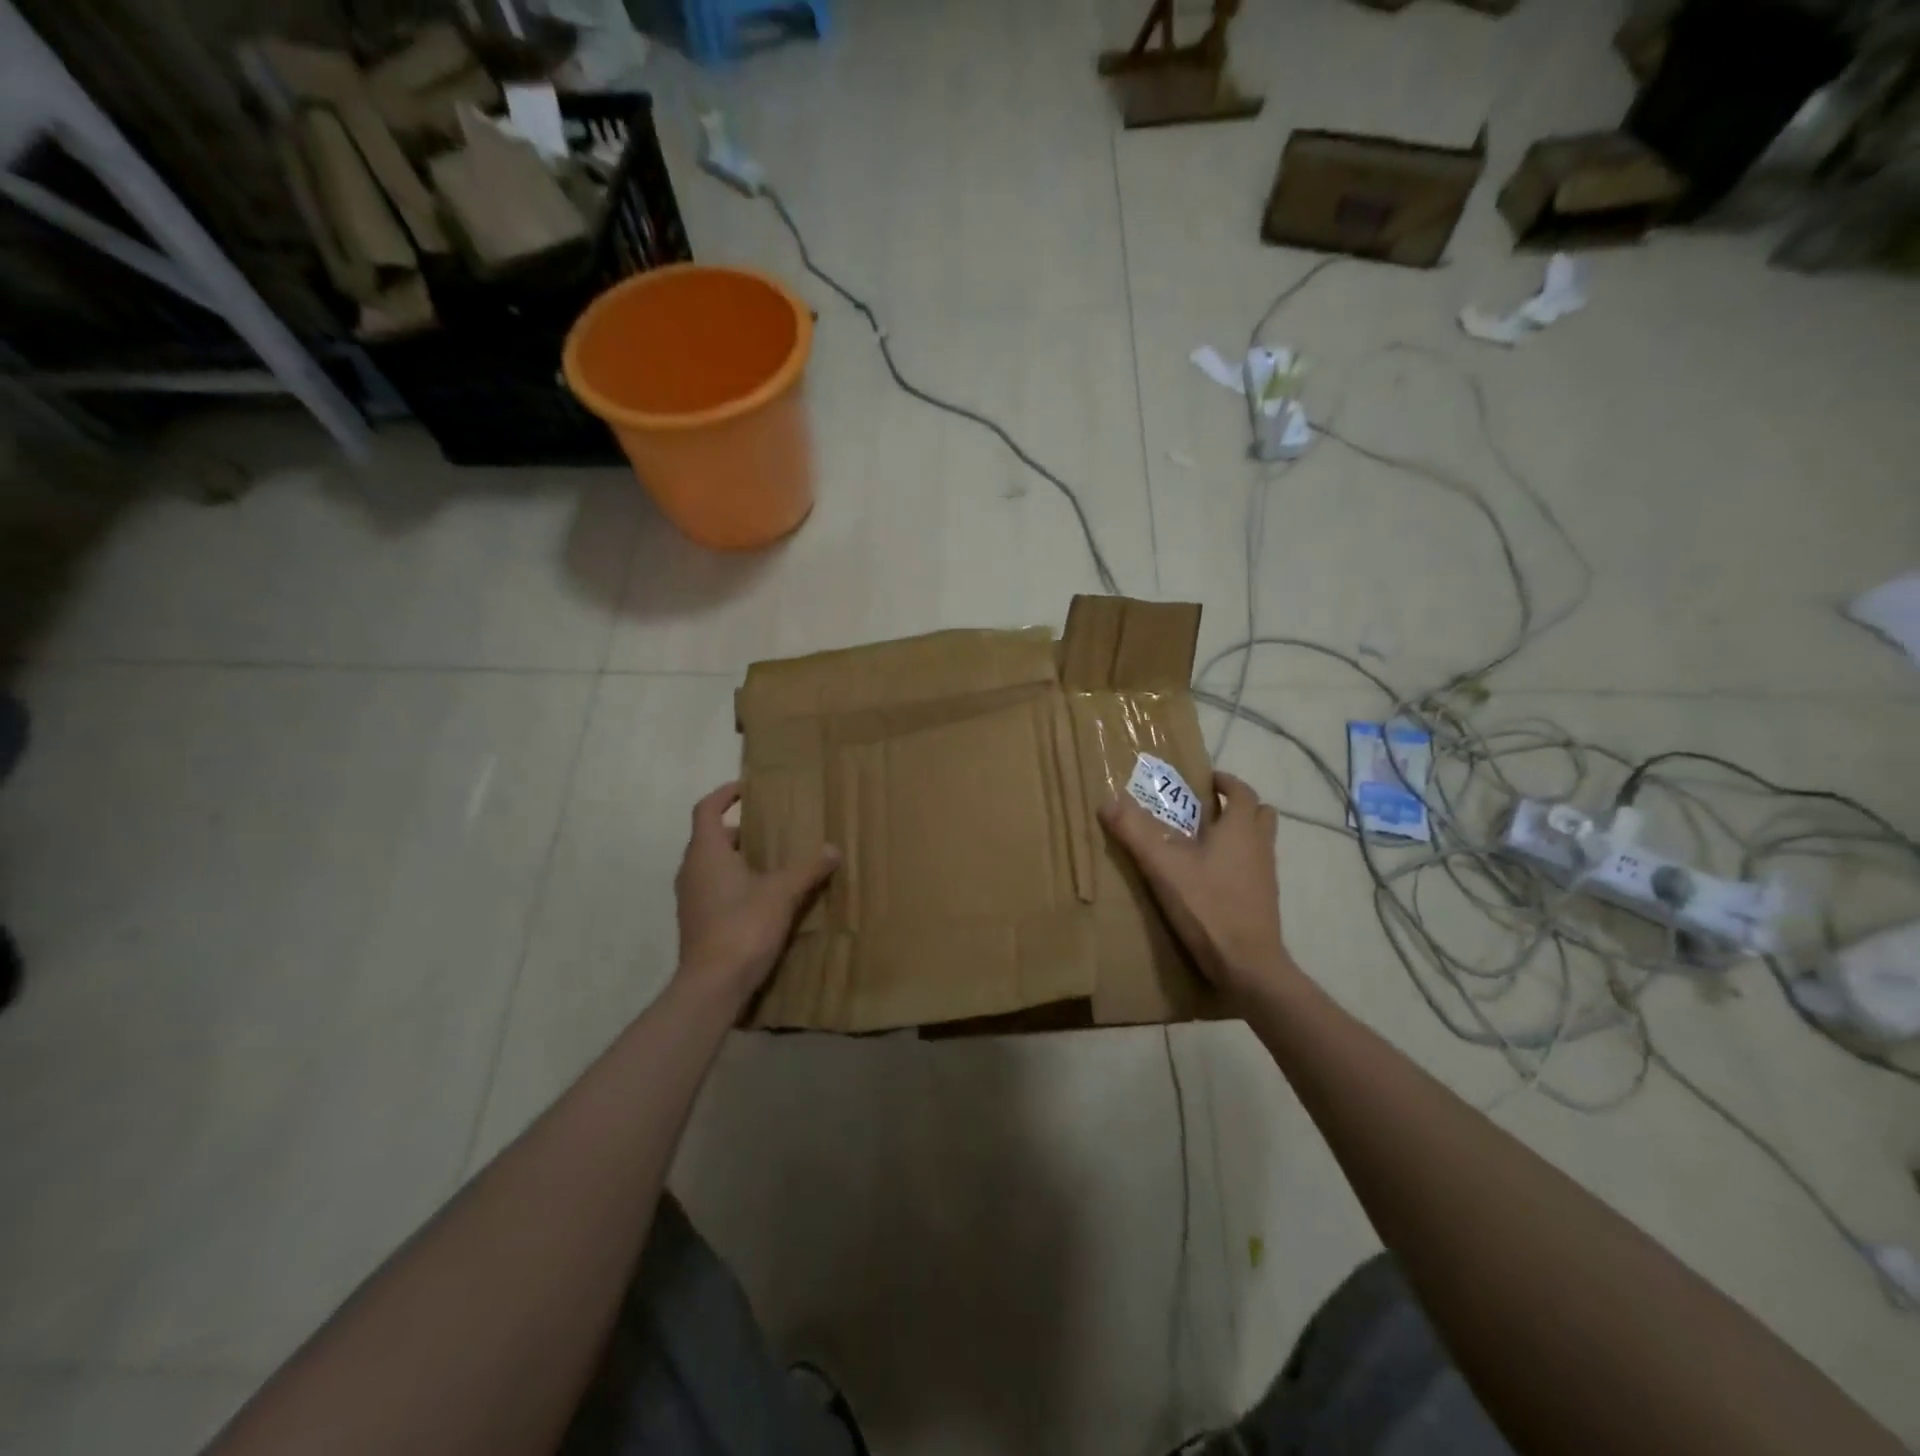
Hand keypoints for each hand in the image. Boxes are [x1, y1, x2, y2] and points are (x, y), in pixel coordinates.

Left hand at [674, 781, 837, 1001]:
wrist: (713, 985)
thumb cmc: (743, 926)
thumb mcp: (783, 893)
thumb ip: (808, 869)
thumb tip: (833, 849)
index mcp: (707, 853)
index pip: (707, 809)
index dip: (724, 794)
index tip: (747, 788)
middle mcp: (691, 870)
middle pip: (711, 837)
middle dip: (739, 829)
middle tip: (771, 827)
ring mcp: (690, 898)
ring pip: (712, 865)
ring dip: (737, 857)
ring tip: (771, 860)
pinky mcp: (696, 921)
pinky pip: (714, 888)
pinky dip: (734, 882)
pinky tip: (763, 896)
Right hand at [1098, 771, 1292, 996]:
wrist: (1247, 964)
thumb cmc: (1208, 906)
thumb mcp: (1163, 866)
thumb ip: (1136, 832)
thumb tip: (1107, 801)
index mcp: (1241, 829)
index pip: (1242, 792)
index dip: (1226, 782)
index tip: (1206, 780)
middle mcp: (1260, 846)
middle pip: (1259, 814)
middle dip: (1235, 806)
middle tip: (1205, 809)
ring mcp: (1266, 875)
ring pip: (1258, 842)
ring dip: (1237, 834)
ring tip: (1202, 842)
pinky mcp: (1263, 900)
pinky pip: (1253, 867)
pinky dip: (1237, 861)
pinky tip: (1208, 878)